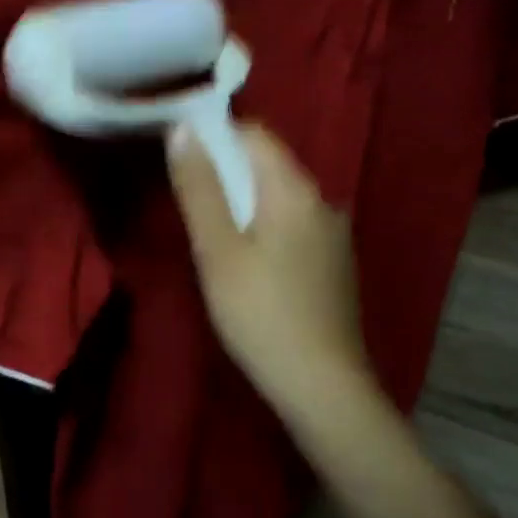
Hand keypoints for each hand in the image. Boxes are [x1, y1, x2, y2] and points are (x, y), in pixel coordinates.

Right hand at [166, 122, 373, 407]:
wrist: (324, 387)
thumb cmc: (261, 315)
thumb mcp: (217, 251)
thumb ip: (199, 188)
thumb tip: (182, 129)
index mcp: (295, 189)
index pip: (255, 133)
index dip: (215, 134)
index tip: (181, 156)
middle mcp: (323, 200)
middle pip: (269, 164)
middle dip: (227, 171)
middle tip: (189, 202)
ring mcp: (335, 233)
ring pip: (281, 198)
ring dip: (245, 202)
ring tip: (213, 235)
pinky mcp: (336, 263)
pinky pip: (295, 225)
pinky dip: (266, 227)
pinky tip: (250, 264)